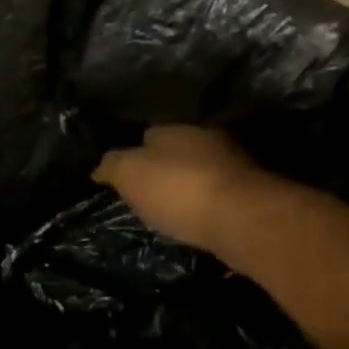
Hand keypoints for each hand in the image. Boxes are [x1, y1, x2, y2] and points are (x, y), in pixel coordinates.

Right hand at [93, 125, 267, 254]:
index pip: (147, 134)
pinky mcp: (248, 192)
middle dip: (162, 169)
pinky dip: (203, 203)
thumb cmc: (178, 190)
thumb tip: (99, 167)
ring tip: (168, 210)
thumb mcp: (130, 175)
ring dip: (185, 186)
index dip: (132, 154)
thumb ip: (112, 166)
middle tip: (145, 194)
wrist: (241, 219)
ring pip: (198, 171)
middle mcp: (206, 139)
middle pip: (175, 151)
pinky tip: (194, 219)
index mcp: (175, 129)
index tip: (122, 177)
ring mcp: (231, 164)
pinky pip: (216, 193)